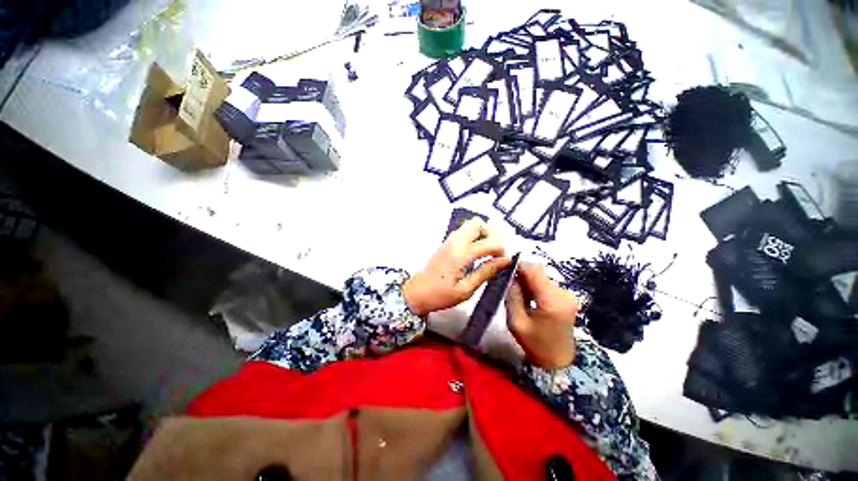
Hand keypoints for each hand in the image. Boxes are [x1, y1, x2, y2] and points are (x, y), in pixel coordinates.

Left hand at [403, 219, 510, 316]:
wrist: (416, 293)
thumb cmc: (441, 295)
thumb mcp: (466, 289)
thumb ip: (485, 272)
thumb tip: (505, 261)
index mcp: (460, 255)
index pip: (487, 243)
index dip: (500, 250)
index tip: (504, 261)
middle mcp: (455, 242)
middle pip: (477, 223)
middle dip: (491, 234)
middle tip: (494, 251)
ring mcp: (449, 241)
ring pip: (470, 225)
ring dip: (482, 234)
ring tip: (486, 252)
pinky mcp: (446, 243)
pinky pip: (463, 232)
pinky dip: (474, 236)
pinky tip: (475, 252)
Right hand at [506, 262, 578, 369]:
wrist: (558, 360)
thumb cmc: (535, 344)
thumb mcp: (516, 321)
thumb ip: (512, 295)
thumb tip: (509, 275)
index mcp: (552, 300)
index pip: (534, 270)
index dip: (518, 265)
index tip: (503, 268)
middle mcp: (563, 293)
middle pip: (538, 271)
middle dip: (521, 273)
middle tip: (508, 283)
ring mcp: (567, 295)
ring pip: (542, 276)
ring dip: (528, 280)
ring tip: (517, 293)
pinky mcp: (566, 297)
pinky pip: (546, 284)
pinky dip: (535, 286)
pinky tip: (528, 298)